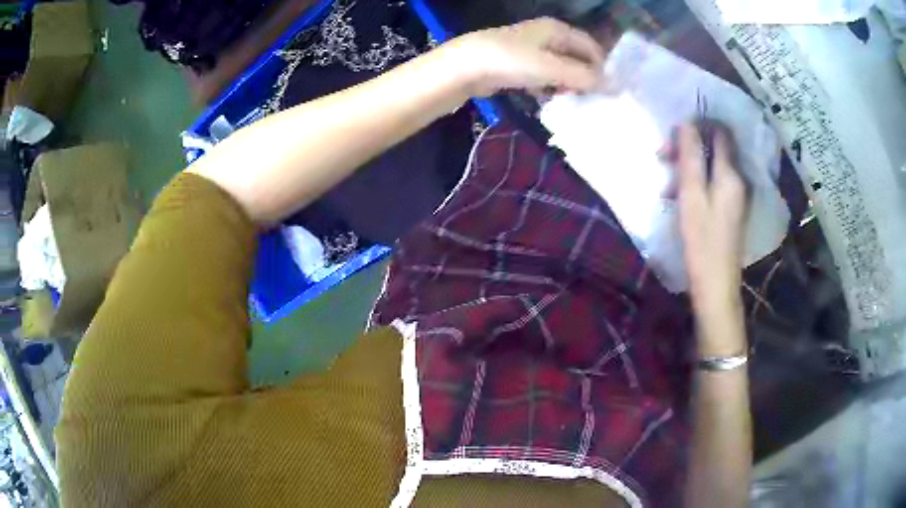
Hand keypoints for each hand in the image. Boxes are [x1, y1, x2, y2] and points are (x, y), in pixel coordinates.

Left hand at [446, 18, 605, 97]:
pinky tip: (547, 100)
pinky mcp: (518, 65)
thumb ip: (584, 77)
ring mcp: (531, 50)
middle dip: (584, 78)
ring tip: (569, 102)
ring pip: (560, 69)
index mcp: (558, 30)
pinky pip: (543, 77)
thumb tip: (611, 86)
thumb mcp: (553, 69)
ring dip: (566, 85)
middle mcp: (547, 36)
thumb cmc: (513, 61)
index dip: (601, 67)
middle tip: (589, 100)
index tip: (607, 91)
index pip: (591, 47)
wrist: (466, 66)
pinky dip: (548, 87)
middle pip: (576, 58)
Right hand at [675, 124, 747, 316]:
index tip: (674, 136)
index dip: (697, 125)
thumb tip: (687, 124)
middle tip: (662, 158)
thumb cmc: (701, 242)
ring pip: (712, 166)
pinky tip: (679, 199)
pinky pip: (714, 183)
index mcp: (730, 174)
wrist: (716, 286)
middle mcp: (738, 180)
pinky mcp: (731, 209)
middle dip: (688, 148)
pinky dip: (696, 184)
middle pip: (714, 148)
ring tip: (667, 187)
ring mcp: (736, 196)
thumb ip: (691, 158)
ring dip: (688, 168)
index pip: (719, 132)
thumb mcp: (691, 196)